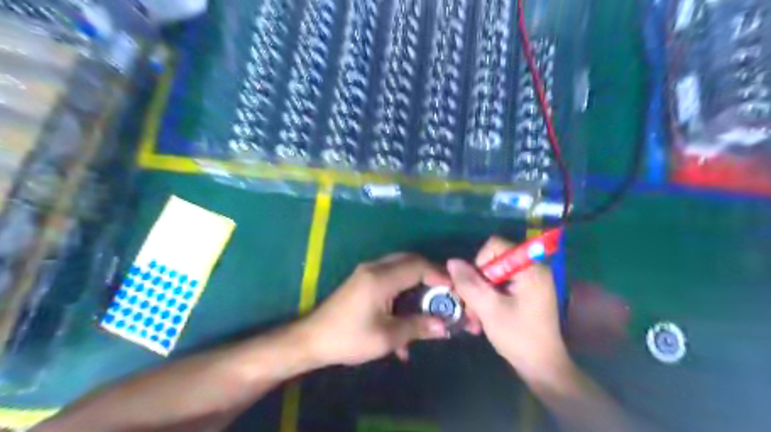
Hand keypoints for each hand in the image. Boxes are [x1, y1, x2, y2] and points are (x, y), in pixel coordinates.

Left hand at [296, 253, 451, 366]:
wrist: (312, 339)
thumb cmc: (349, 338)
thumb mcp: (386, 337)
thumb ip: (417, 327)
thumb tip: (443, 326)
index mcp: (381, 278)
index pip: (418, 266)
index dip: (439, 275)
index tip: (454, 290)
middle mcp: (375, 268)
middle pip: (411, 262)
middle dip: (431, 276)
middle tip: (445, 295)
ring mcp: (367, 273)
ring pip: (401, 269)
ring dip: (417, 284)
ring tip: (429, 307)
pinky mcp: (363, 281)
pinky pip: (390, 279)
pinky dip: (403, 292)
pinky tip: (405, 319)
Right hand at [450, 237, 567, 381]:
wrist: (542, 368)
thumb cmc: (518, 337)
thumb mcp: (489, 309)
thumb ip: (469, 283)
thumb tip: (452, 261)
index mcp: (530, 268)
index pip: (496, 246)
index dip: (479, 262)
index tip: (477, 287)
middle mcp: (532, 269)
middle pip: (493, 261)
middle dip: (477, 283)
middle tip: (471, 308)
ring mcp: (529, 281)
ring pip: (493, 275)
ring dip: (479, 294)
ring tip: (475, 318)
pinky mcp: (525, 292)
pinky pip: (499, 286)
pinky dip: (488, 298)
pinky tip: (482, 317)